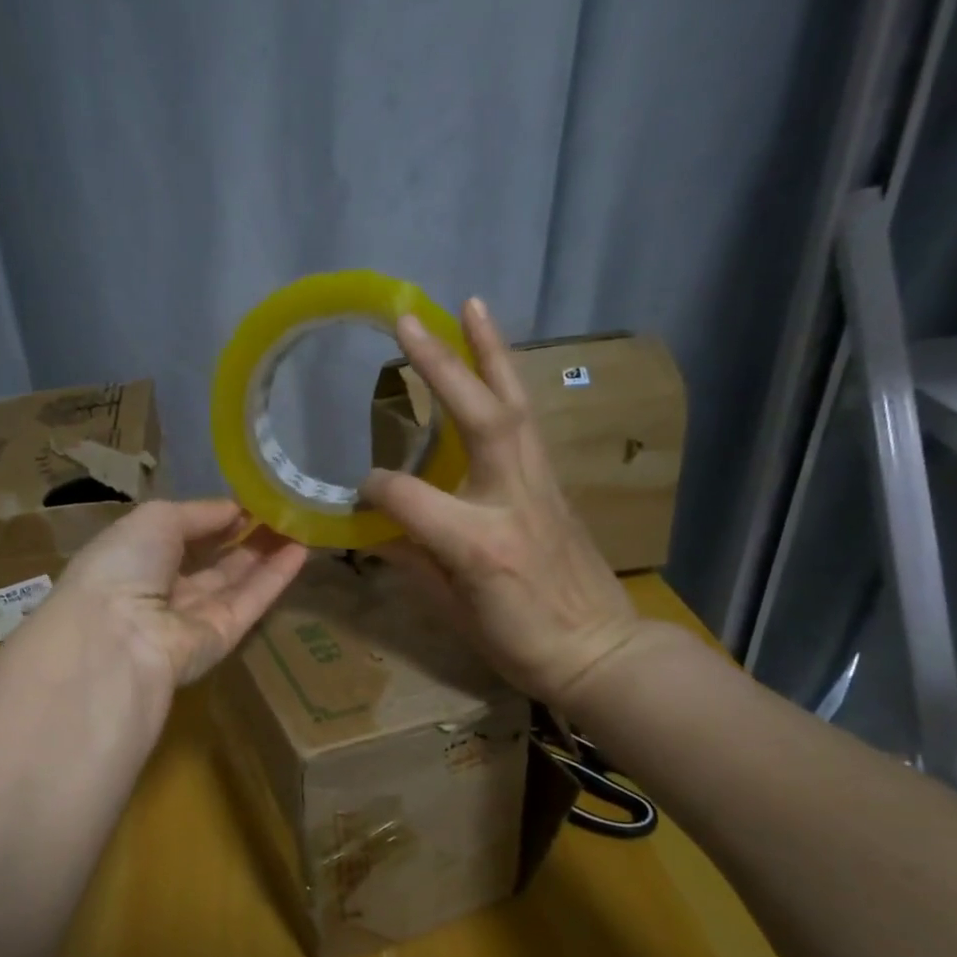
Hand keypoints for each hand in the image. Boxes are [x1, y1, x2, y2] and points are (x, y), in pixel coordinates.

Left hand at [41, 498, 307, 696]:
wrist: (118, 638)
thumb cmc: (124, 565)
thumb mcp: (156, 519)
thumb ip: (199, 513)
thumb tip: (237, 510)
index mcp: (135, 558)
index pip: (180, 535)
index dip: (212, 518)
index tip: (248, 499)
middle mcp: (162, 589)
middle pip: (211, 561)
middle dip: (244, 536)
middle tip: (282, 510)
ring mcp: (193, 617)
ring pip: (236, 581)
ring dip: (267, 553)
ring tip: (300, 523)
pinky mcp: (222, 639)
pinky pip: (251, 602)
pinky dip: (276, 577)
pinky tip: (303, 549)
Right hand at [362, 298, 671, 709]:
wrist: (599, 650)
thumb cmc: (518, 643)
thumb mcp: (451, 613)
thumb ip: (411, 562)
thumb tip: (374, 530)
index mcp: (476, 543)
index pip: (406, 496)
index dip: (374, 491)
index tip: (357, 496)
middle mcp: (510, 500)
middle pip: (478, 418)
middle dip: (441, 367)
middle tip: (407, 321)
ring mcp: (539, 485)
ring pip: (514, 405)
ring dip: (489, 352)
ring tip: (469, 305)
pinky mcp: (554, 482)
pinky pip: (527, 422)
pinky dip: (507, 384)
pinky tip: (493, 363)